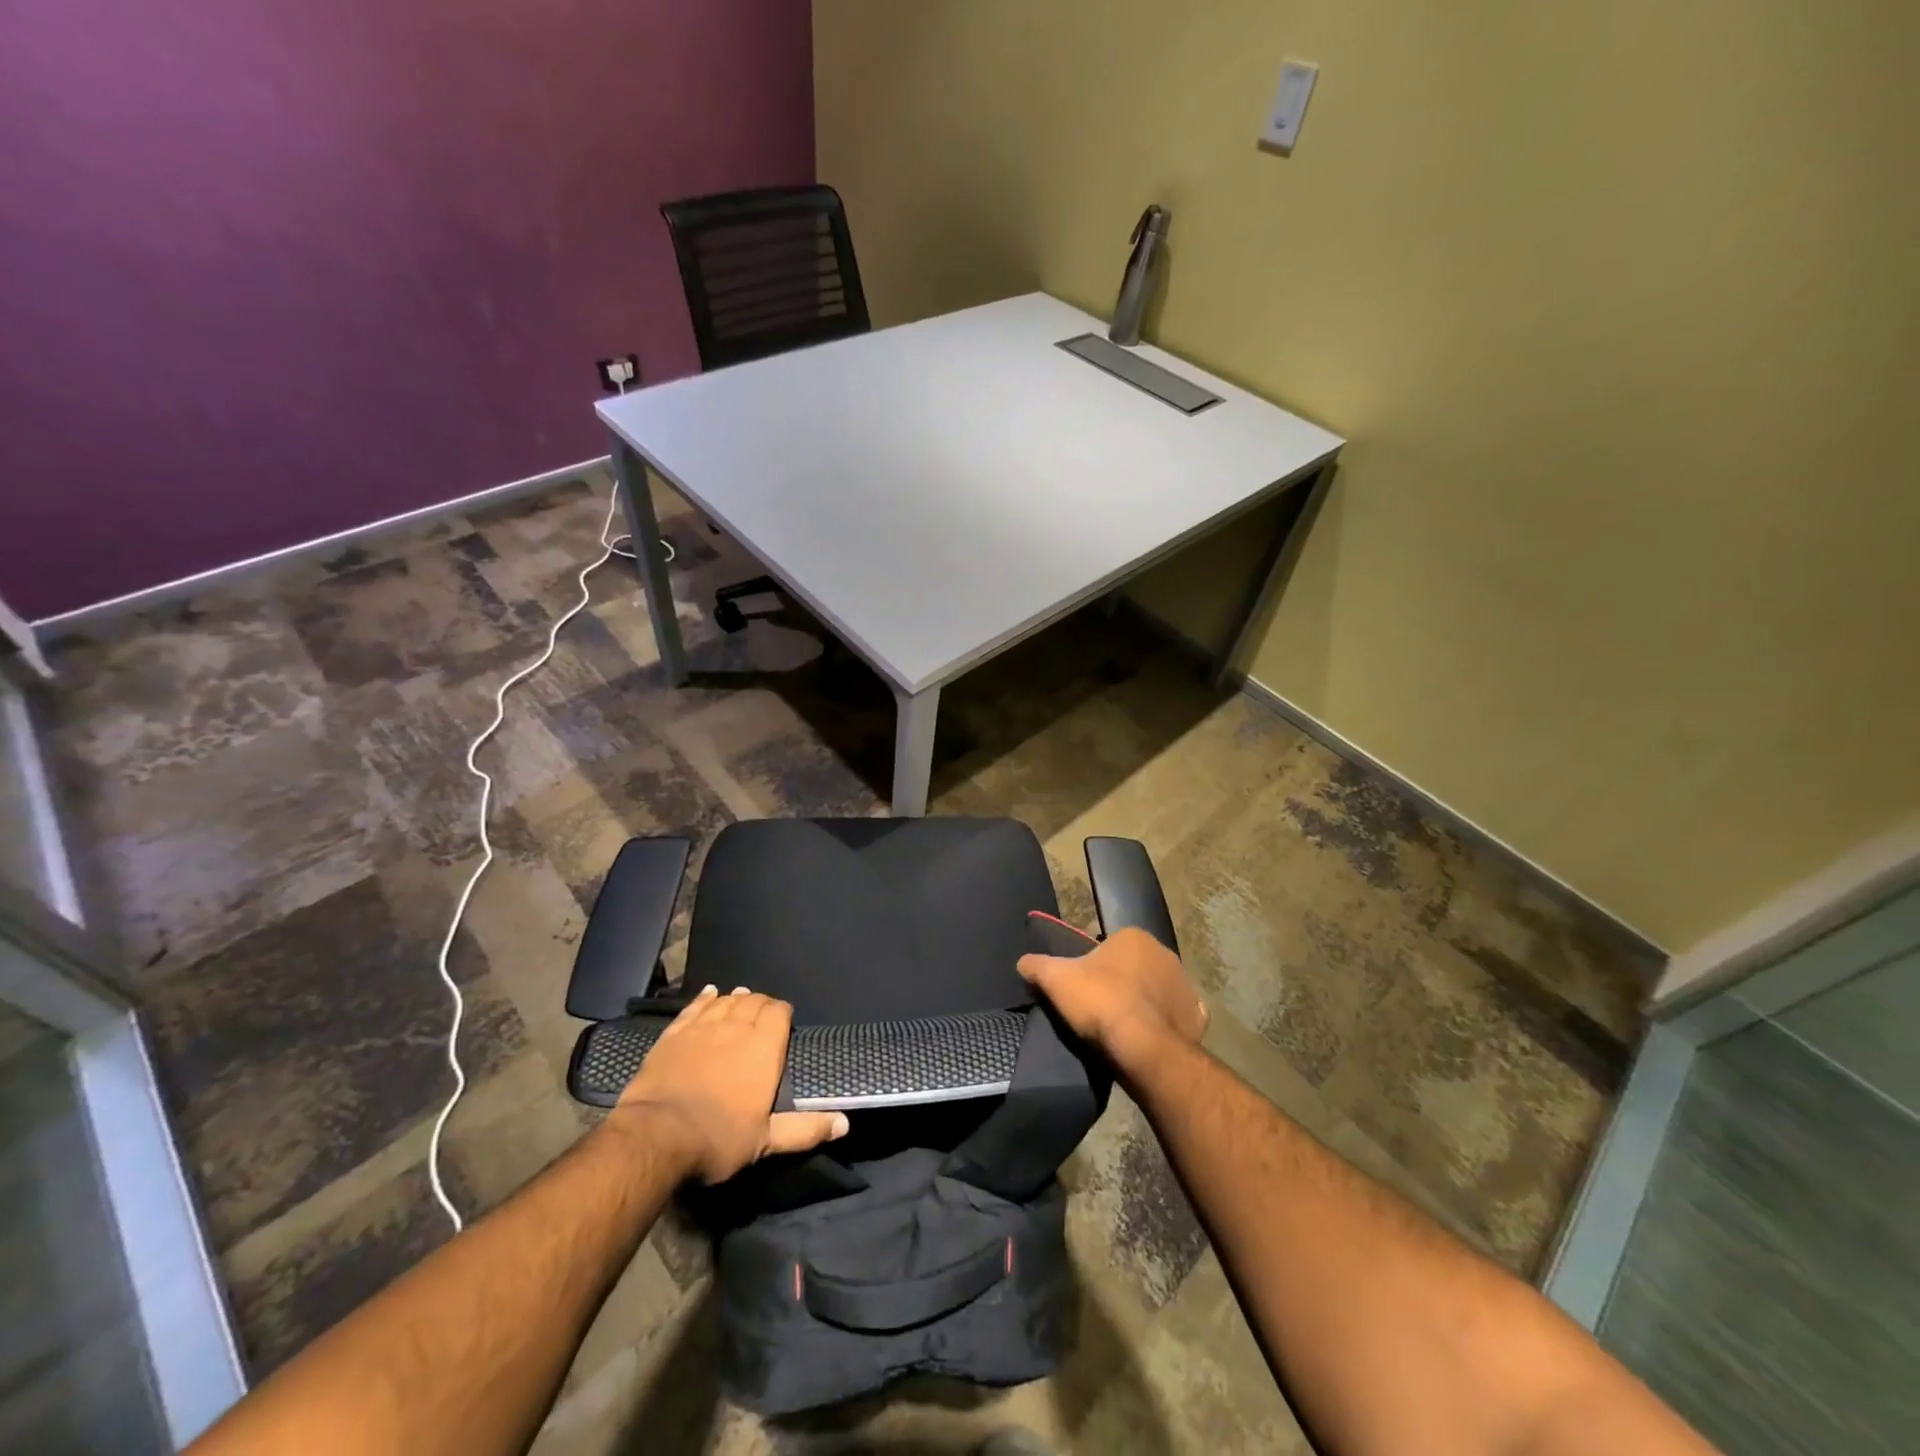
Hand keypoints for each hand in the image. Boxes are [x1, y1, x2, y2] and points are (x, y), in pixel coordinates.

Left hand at [614, 985, 848, 1182]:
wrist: (656, 1136)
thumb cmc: (718, 1138)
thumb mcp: (766, 1140)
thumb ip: (805, 1129)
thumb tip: (844, 1124)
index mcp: (763, 1048)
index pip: (778, 1012)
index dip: (782, 1013)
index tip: (783, 1022)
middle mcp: (736, 1027)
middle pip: (752, 1001)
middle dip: (760, 1003)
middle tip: (762, 1013)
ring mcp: (702, 1028)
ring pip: (725, 1001)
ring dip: (735, 998)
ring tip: (741, 997)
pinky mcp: (673, 1034)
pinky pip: (694, 1007)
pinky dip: (705, 998)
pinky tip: (710, 993)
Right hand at [1017, 927, 1208, 1069]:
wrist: (1142, 1048)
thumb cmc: (1100, 1002)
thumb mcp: (1056, 980)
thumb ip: (1037, 965)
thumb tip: (1023, 962)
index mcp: (1134, 937)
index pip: (1109, 946)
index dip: (1094, 966)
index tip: (1082, 988)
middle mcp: (1165, 954)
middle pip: (1135, 967)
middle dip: (1121, 982)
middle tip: (1099, 1008)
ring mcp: (1186, 986)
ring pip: (1157, 990)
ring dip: (1144, 1003)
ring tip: (1121, 1028)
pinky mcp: (1197, 1018)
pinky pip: (1178, 1017)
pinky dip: (1166, 1025)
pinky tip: (1149, 1038)